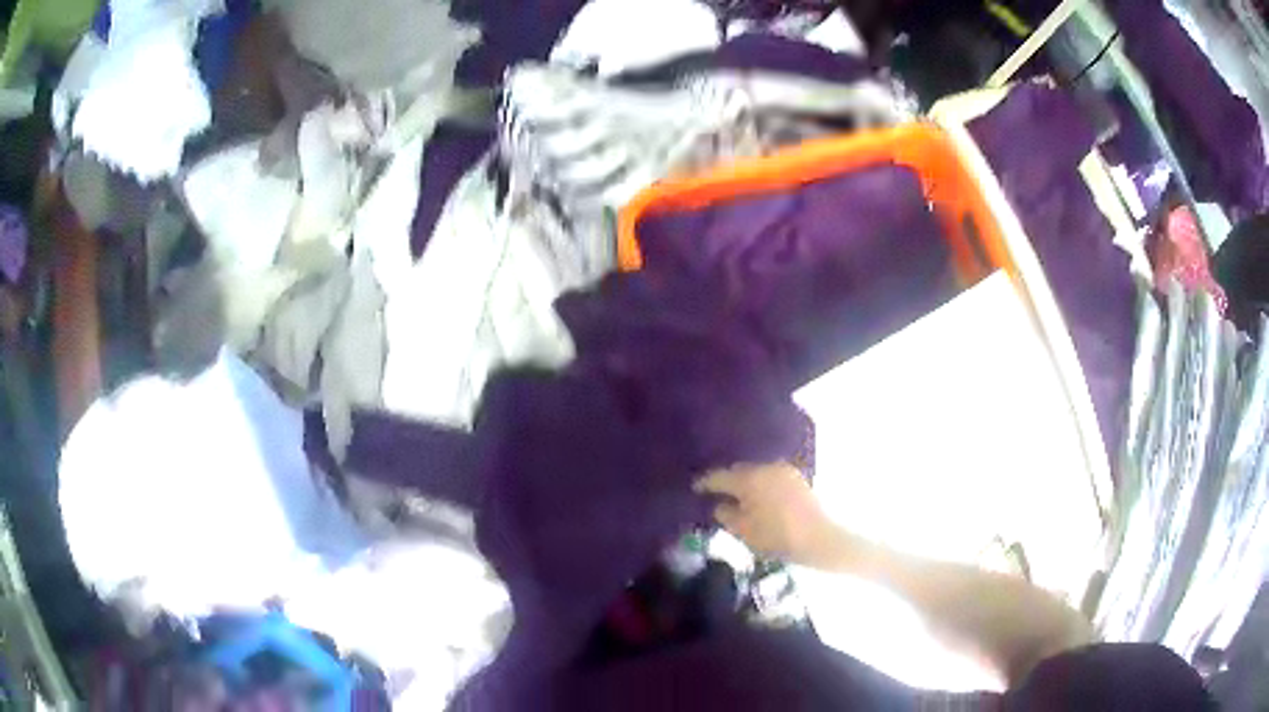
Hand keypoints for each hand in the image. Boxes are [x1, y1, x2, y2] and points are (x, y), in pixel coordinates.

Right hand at [694, 462, 838, 564]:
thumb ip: (726, 514)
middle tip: (716, 493)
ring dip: (746, 482)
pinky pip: (771, 478)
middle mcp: (766, 468)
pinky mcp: (797, 479)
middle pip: (739, 471)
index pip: (719, 476)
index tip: (695, 488)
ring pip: (757, 473)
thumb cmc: (776, 537)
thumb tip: (720, 504)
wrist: (819, 538)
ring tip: (737, 496)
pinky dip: (762, 485)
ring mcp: (784, 471)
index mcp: (749, 479)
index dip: (705, 483)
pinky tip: (759, 498)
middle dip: (728, 481)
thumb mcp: (743, 531)